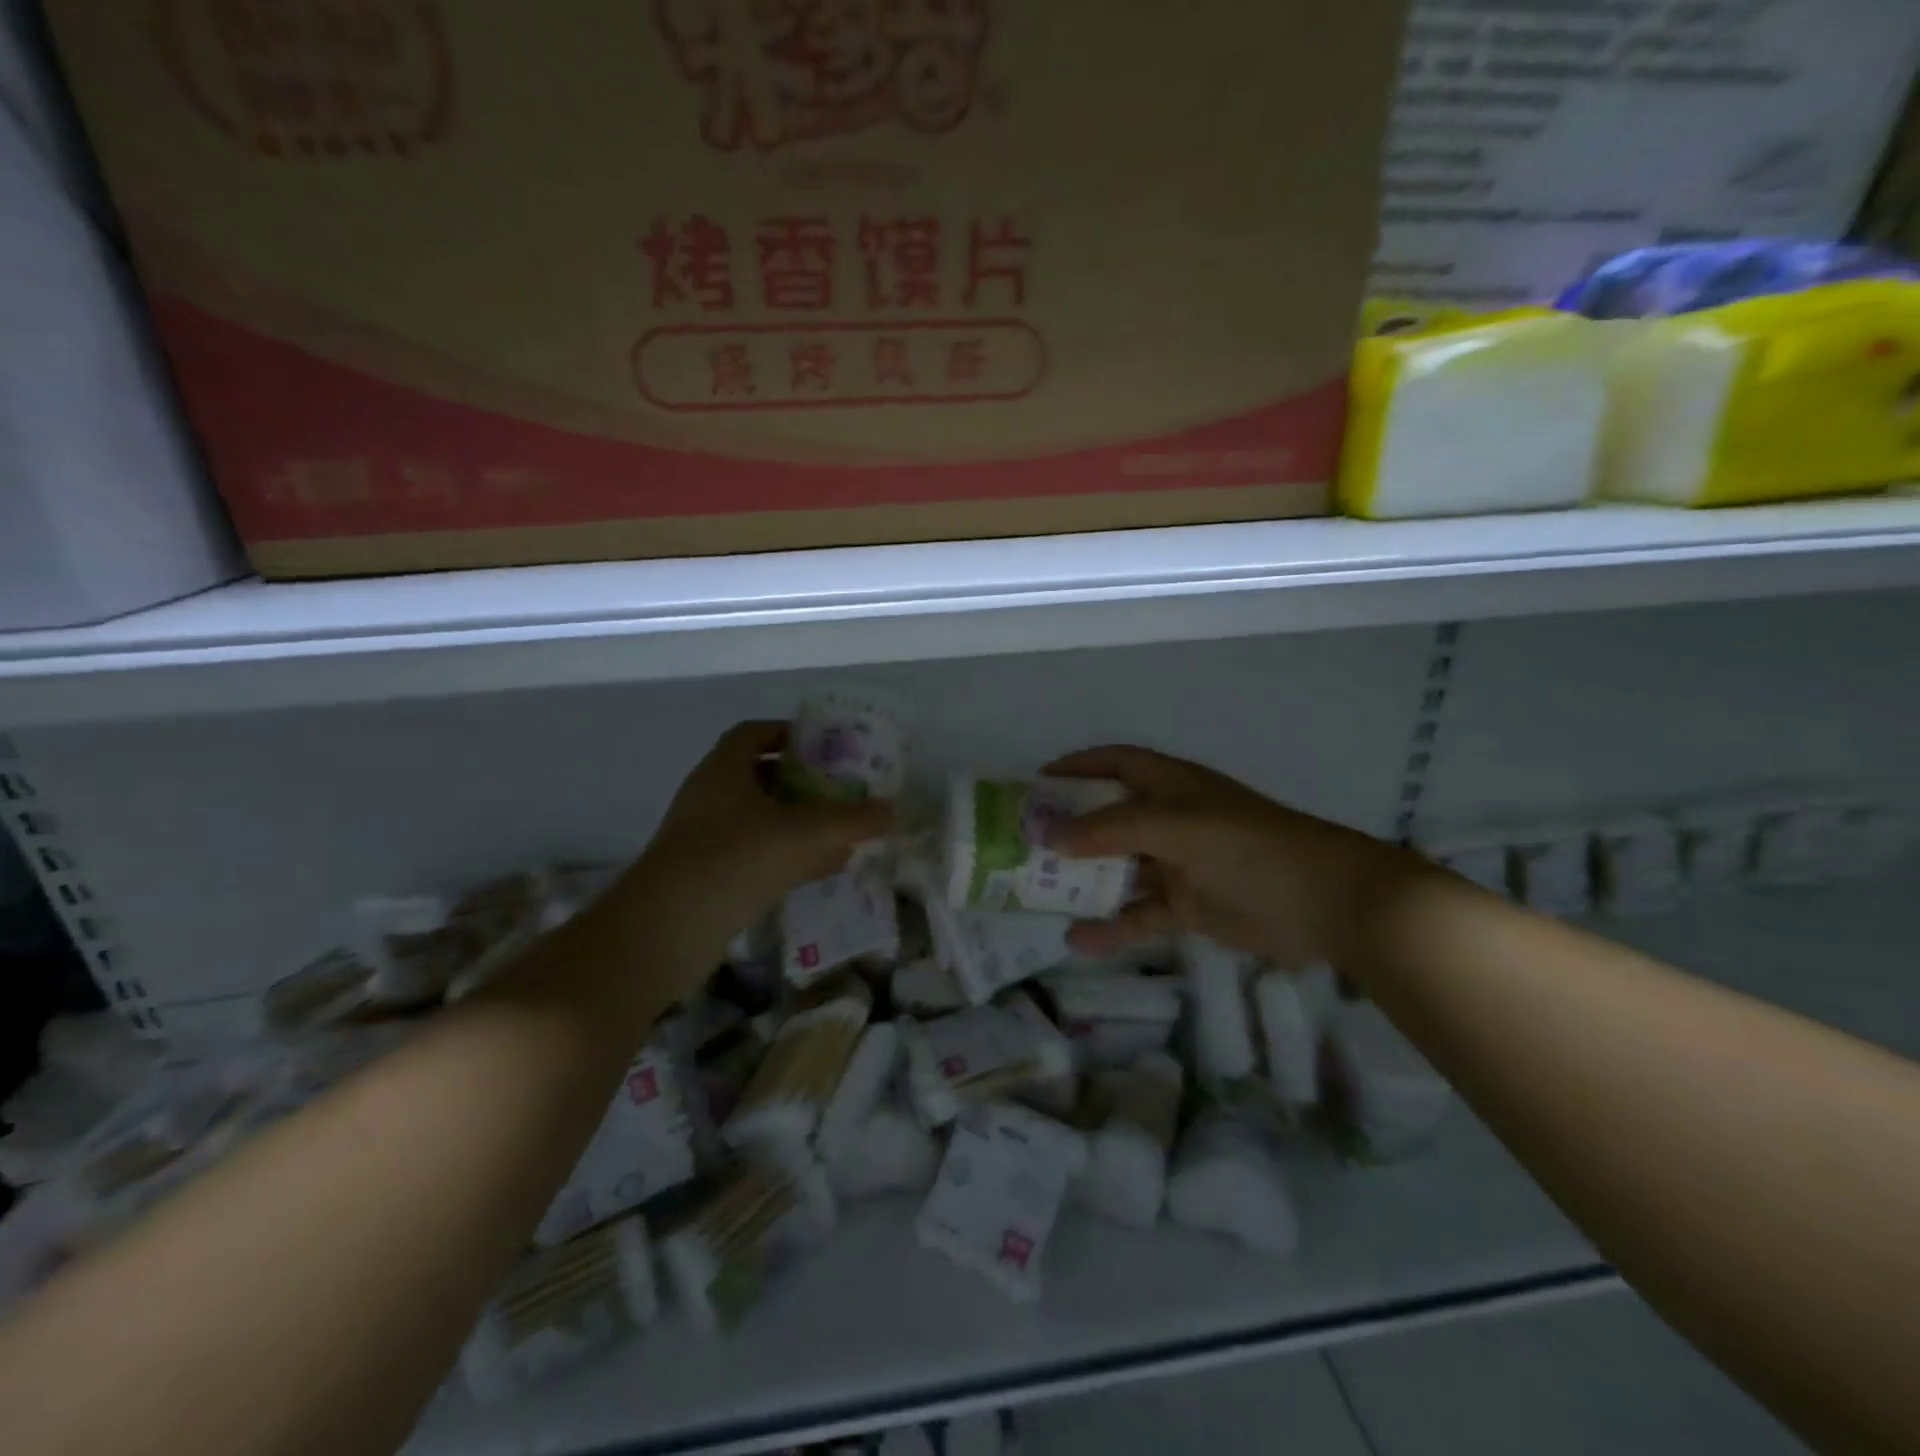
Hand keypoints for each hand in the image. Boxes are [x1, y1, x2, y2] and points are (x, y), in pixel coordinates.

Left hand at [607, 722, 893, 983]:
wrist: (667, 929)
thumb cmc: (735, 858)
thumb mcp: (805, 832)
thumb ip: (853, 820)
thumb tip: (894, 813)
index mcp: (724, 769)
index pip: (754, 733)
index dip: (789, 733)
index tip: (825, 746)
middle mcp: (711, 797)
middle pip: (761, 776)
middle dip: (804, 782)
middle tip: (843, 791)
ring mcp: (706, 838)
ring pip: (761, 819)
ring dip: (800, 822)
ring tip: (843, 831)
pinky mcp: (708, 876)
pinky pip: (756, 855)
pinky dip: (789, 855)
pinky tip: (824, 868)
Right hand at [1043, 745, 1416, 969]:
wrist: (1326, 902)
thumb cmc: (1248, 845)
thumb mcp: (1175, 827)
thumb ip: (1109, 830)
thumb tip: (1046, 833)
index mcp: (1170, 785)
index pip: (1114, 763)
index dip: (1076, 768)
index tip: (1034, 782)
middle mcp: (1169, 819)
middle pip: (1108, 818)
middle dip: (1068, 829)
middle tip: (1021, 844)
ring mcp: (1178, 864)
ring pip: (1118, 869)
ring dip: (1083, 880)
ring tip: (1035, 893)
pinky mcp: (1188, 906)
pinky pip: (1139, 914)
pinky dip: (1112, 926)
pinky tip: (1078, 940)